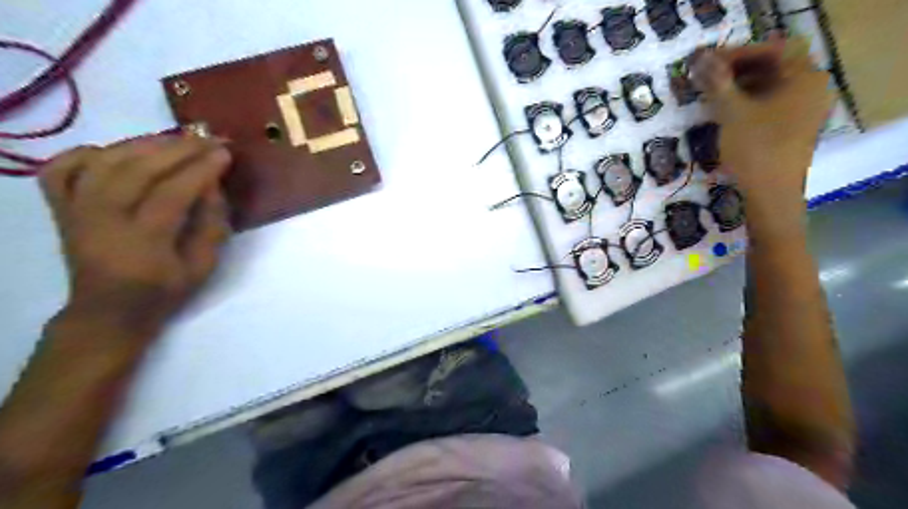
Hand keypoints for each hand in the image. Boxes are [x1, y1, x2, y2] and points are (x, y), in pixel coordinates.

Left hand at [39, 136, 231, 336]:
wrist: (108, 310)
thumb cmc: (163, 291)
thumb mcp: (203, 267)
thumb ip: (211, 226)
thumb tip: (213, 187)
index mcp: (143, 239)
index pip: (173, 192)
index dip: (201, 169)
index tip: (224, 152)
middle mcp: (102, 218)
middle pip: (138, 170)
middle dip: (179, 149)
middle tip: (207, 137)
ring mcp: (76, 210)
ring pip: (104, 161)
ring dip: (143, 144)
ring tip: (175, 138)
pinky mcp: (61, 208)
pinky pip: (63, 168)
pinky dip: (88, 153)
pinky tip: (116, 152)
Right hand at [697, 35, 835, 203]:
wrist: (770, 194)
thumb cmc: (754, 149)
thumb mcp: (731, 113)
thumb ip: (716, 83)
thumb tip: (699, 58)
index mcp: (804, 78)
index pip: (772, 50)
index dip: (737, 53)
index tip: (707, 63)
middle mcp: (812, 88)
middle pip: (773, 66)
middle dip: (737, 70)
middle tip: (706, 78)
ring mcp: (805, 109)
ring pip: (770, 86)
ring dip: (739, 87)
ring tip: (711, 95)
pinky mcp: (794, 126)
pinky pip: (771, 103)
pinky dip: (748, 102)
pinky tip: (726, 112)